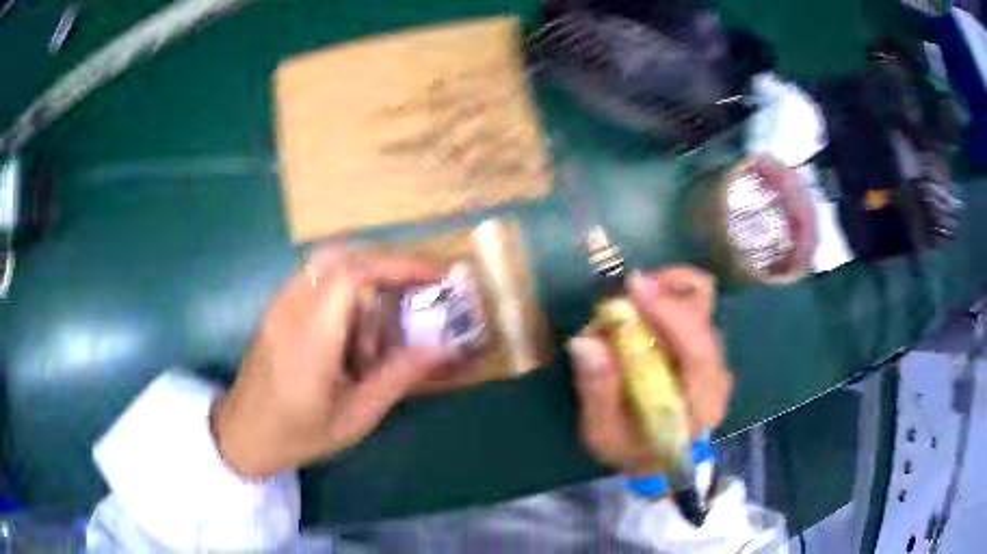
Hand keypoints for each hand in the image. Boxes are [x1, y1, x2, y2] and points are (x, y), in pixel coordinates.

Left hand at [212, 250, 455, 477]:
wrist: (242, 435)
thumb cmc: (298, 435)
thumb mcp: (355, 417)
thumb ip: (397, 377)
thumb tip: (443, 347)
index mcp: (310, 339)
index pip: (352, 276)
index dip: (397, 266)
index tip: (433, 277)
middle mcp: (290, 310)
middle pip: (342, 258)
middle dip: (386, 267)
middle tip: (416, 292)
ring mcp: (278, 305)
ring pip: (328, 265)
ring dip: (363, 281)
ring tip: (378, 327)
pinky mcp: (275, 308)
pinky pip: (315, 280)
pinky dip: (343, 291)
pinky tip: (349, 332)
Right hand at [567, 266, 732, 474]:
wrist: (656, 458)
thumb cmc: (631, 449)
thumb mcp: (605, 433)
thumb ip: (598, 391)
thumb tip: (585, 342)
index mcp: (702, 401)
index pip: (699, 348)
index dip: (670, 313)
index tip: (633, 287)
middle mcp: (716, 370)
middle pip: (704, 310)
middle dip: (663, 289)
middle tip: (622, 292)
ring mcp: (712, 353)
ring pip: (698, 298)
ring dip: (661, 289)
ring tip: (625, 301)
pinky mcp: (702, 343)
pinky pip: (688, 303)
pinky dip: (662, 295)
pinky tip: (637, 310)